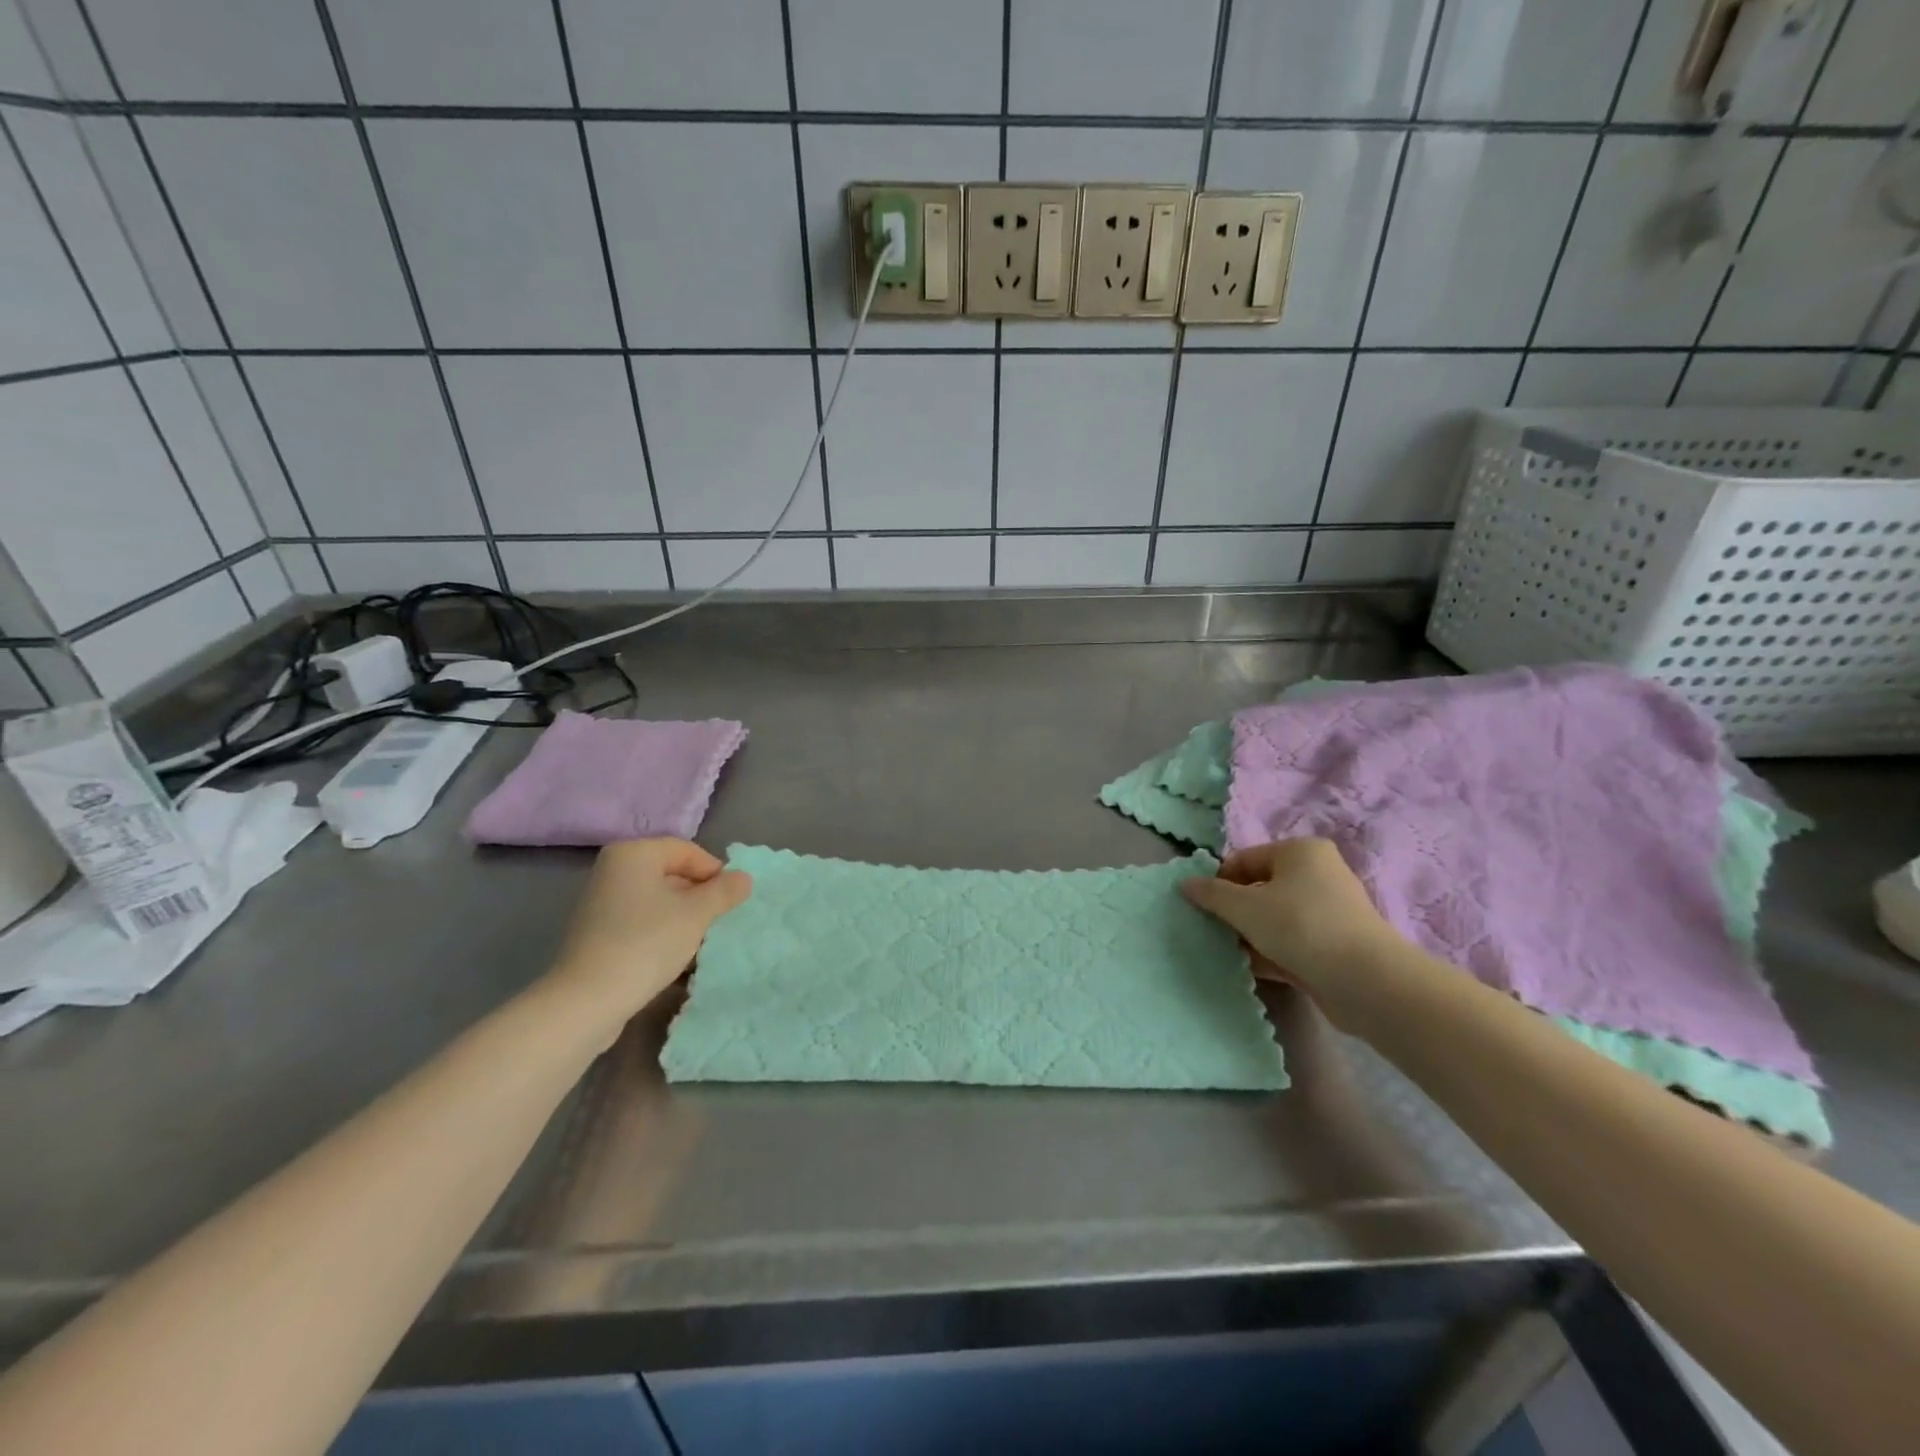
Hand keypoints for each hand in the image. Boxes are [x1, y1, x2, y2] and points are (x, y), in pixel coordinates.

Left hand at [545, 839, 750, 1032]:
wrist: (588, 1001)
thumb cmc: (647, 943)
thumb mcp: (697, 913)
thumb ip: (724, 891)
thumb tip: (744, 878)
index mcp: (633, 854)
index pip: (687, 851)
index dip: (714, 872)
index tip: (732, 900)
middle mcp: (613, 871)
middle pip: (672, 875)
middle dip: (701, 897)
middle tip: (721, 921)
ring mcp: (602, 904)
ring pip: (659, 902)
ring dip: (685, 919)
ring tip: (703, 943)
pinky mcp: (599, 935)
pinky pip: (642, 924)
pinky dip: (664, 934)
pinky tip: (679, 959)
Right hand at [1181, 839, 1408, 1029]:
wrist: (1365, 980)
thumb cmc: (1299, 926)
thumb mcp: (1244, 907)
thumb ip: (1211, 894)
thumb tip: (1185, 884)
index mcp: (1300, 851)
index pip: (1244, 859)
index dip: (1219, 882)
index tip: (1203, 908)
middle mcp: (1319, 874)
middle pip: (1261, 888)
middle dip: (1235, 911)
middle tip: (1214, 931)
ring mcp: (1330, 911)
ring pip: (1276, 918)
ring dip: (1250, 934)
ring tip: (1228, 953)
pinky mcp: (1335, 945)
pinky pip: (1292, 943)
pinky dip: (1271, 953)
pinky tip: (1250, 969)